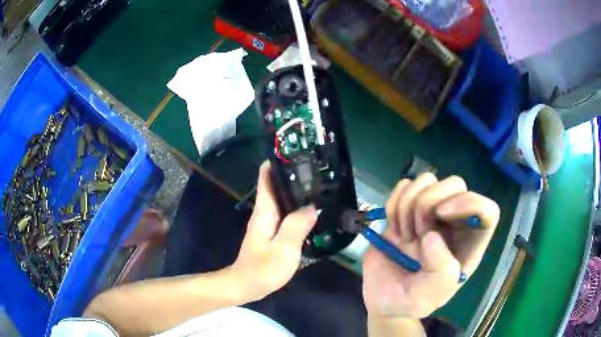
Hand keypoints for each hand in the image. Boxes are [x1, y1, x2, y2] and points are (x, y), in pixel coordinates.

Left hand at [229, 161, 317, 301]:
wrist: (248, 285)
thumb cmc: (263, 268)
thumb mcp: (283, 249)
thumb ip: (296, 226)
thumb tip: (312, 206)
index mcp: (265, 210)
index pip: (266, 176)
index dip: (278, 161)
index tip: (295, 151)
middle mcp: (265, 211)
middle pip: (277, 184)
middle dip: (294, 173)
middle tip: (318, 166)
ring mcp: (269, 221)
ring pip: (283, 198)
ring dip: (298, 190)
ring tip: (321, 184)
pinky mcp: (274, 231)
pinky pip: (287, 212)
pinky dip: (298, 206)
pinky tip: (313, 210)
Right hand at [362, 173, 499, 319]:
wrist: (380, 297)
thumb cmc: (407, 302)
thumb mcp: (426, 299)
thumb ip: (440, 274)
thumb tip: (433, 236)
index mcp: (468, 245)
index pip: (487, 211)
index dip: (469, 203)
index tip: (441, 214)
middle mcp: (454, 224)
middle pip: (456, 185)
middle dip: (428, 205)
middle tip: (415, 234)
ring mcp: (430, 213)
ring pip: (429, 180)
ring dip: (408, 205)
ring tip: (403, 235)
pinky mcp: (407, 209)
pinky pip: (404, 186)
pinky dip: (394, 203)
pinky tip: (394, 226)